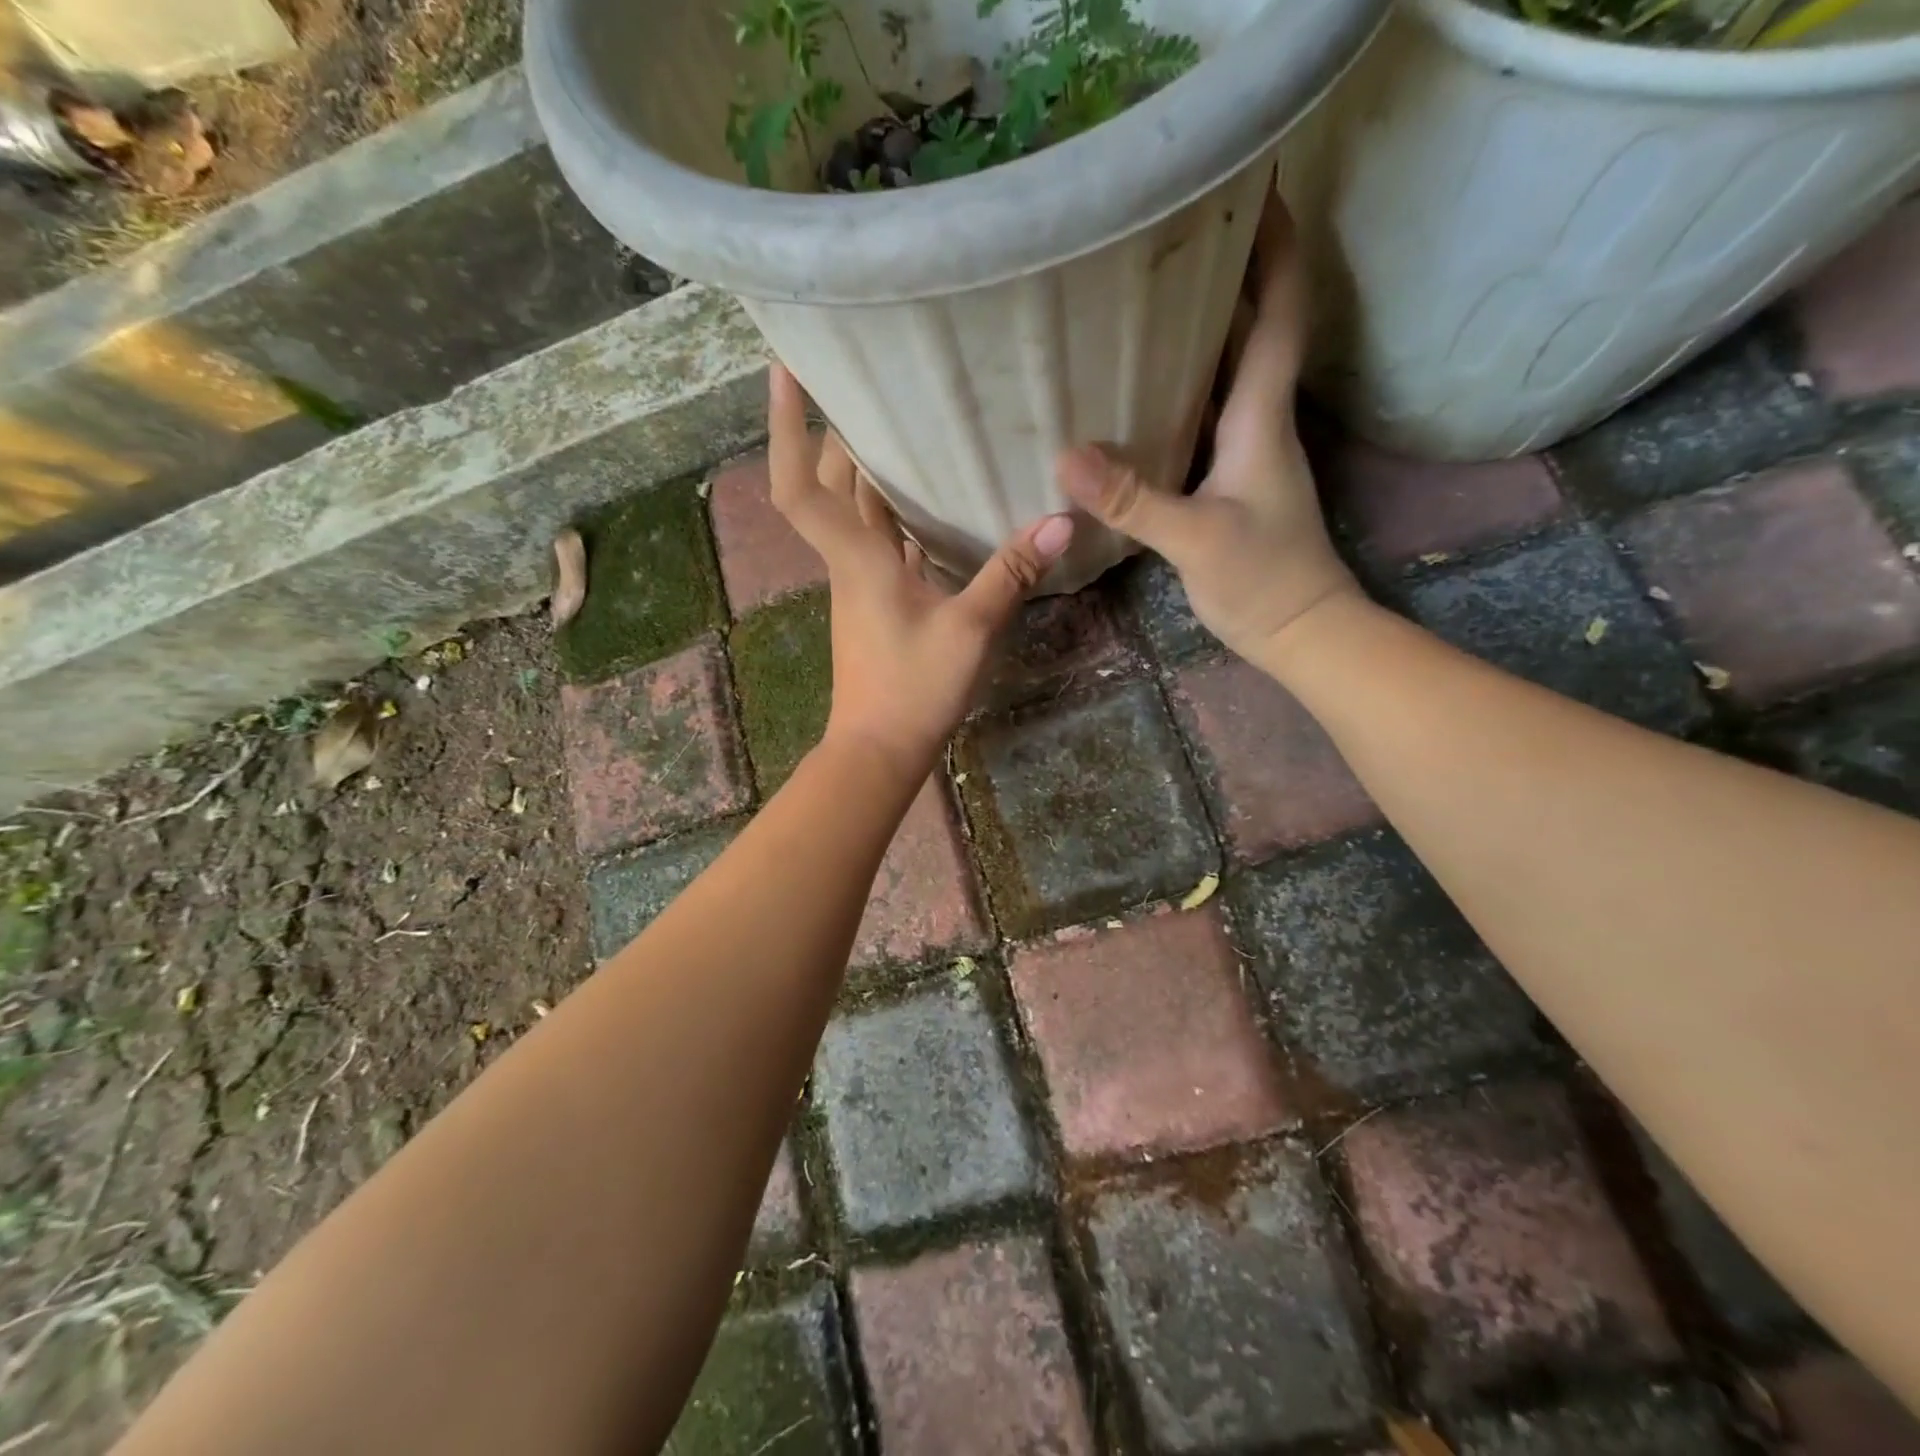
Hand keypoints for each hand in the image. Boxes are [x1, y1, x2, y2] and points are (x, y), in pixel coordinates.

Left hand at [768, 364, 1074, 780]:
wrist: (880, 749)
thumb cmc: (913, 688)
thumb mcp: (970, 629)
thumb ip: (1011, 573)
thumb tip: (1060, 522)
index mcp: (855, 558)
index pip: (799, 485)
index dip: (787, 427)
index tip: (788, 370)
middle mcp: (848, 562)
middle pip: (828, 486)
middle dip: (836, 434)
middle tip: (869, 386)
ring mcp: (859, 584)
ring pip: (853, 513)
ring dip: (865, 471)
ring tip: (903, 426)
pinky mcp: (876, 603)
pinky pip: (877, 541)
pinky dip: (892, 513)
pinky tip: (927, 501)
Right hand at [1057, 197, 1357, 664]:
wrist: (1300, 630)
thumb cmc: (1263, 579)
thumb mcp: (1196, 539)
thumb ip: (1134, 499)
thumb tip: (1066, 455)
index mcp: (1261, 415)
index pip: (1280, 312)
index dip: (1273, 247)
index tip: (1252, 185)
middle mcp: (1258, 419)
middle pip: (1250, 327)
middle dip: (1225, 272)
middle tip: (1169, 231)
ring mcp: (1245, 450)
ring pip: (1225, 371)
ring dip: (1199, 328)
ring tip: (1143, 294)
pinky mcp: (1228, 479)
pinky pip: (1203, 414)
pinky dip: (1179, 389)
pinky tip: (1138, 389)